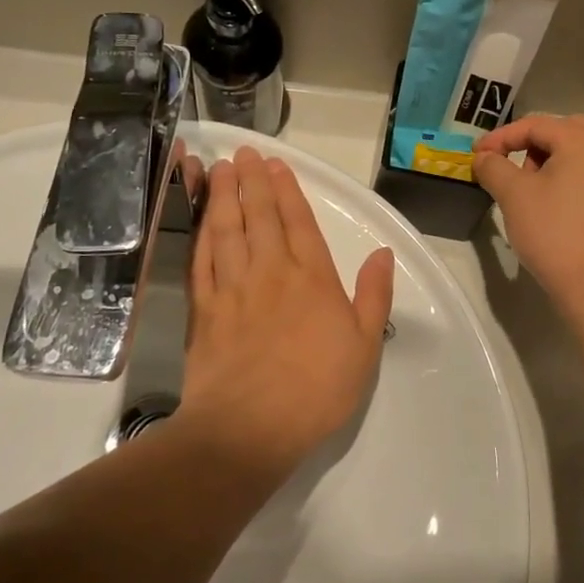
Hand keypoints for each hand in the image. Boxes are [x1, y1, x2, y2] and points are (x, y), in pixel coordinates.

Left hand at [178, 146, 394, 478]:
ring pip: (227, 229)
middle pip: (260, 216)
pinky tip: (200, 219)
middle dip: (252, 181)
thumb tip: (383, 254)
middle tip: (243, 153)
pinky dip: (200, 233)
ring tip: (220, 169)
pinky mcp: (204, 309)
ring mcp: (233, 288)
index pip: (299, 222)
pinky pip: (201, 260)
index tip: (275, 165)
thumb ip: (374, 296)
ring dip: (224, 196)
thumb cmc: (316, 390)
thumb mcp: (364, 346)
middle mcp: (271, 272)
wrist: (248, 429)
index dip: (287, 190)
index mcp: (312, 278)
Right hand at [473, 115, 583, 314]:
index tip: (476, 156)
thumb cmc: (553, 232)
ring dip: (546, 159)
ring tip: (524, 187)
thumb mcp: (514, 195)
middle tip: (506, 164)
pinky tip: (546, 202)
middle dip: (528, 143)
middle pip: (561, 131)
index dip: (501, 137)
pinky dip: (563, 175)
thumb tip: (484, 157)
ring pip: (575, 151)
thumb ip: (493, 166)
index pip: (535, 125)